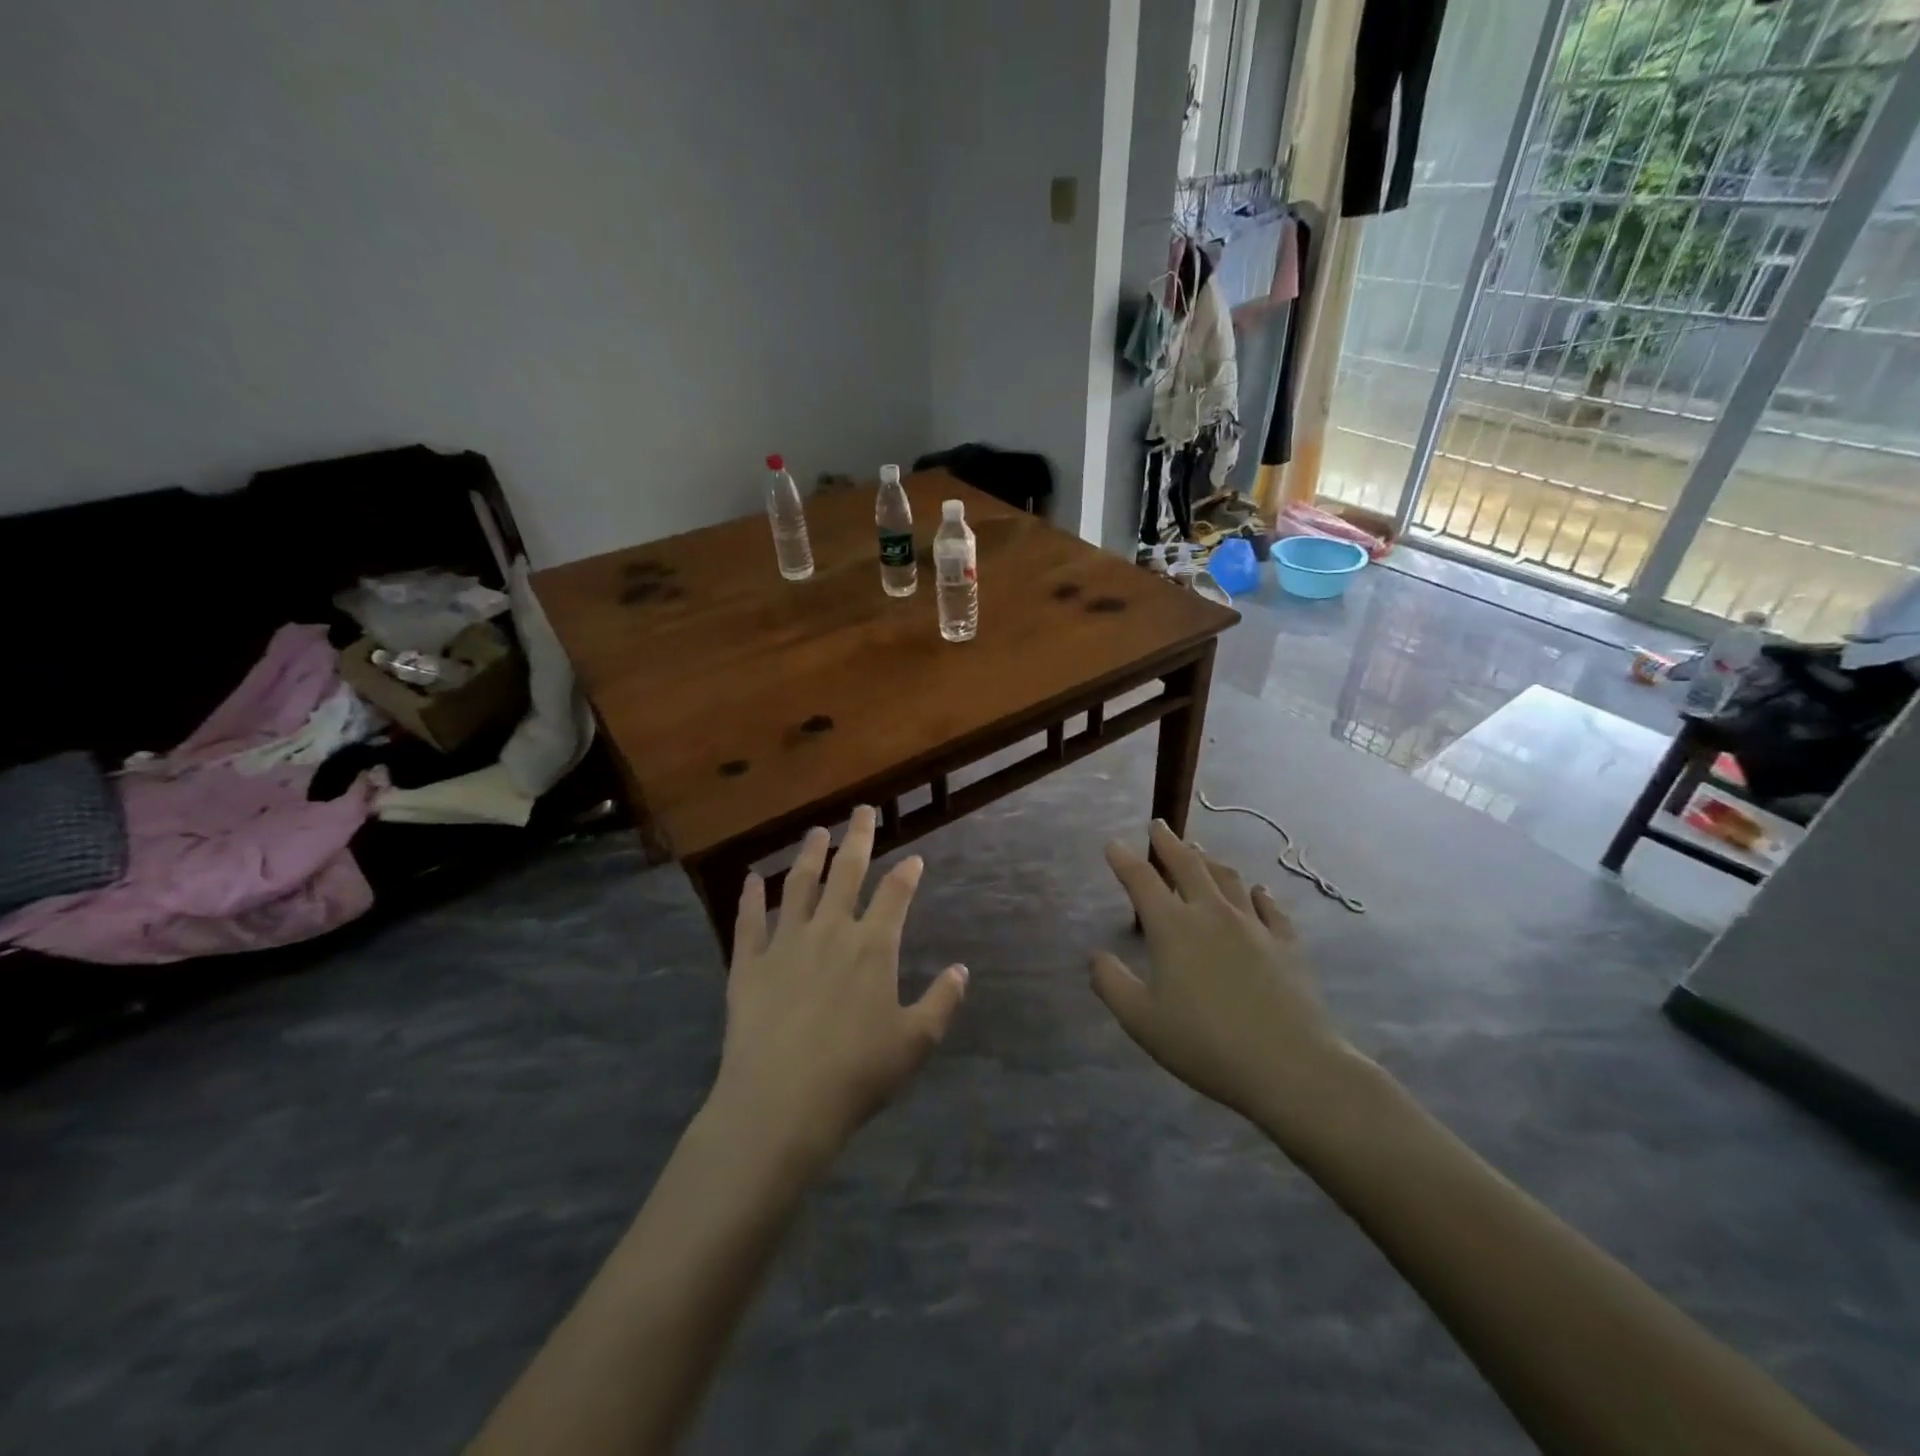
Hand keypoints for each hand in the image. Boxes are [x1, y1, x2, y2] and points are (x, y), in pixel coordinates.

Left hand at [710, 806, 968, 1165]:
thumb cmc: (856, 1074)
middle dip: (858, 838)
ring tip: (815, 832)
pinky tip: (752, 879)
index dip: (907, 874)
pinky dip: (751, 897)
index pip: (895, 894)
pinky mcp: (748, 964)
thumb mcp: (915, 1043)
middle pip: (847, 872)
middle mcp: (830, 931)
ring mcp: (785, 943)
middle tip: (862, 810)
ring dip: (809, 855)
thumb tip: (962, 969)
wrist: (781, 1103)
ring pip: (799, 885)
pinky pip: (749, 921)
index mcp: (873, 946)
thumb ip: (942, 1002)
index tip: (913, 858)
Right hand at [1092, 820, 1364, 1130]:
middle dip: (1169, 842)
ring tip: (1199, 851)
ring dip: (1208, 860)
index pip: (1141, 880)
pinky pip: (1269, 907)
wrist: (1289, 1065)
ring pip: (1227, 879)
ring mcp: (1253, 925)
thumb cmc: (1205, 1044)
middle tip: (1159, 825)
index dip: (1123, 860)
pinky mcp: (1286, 943)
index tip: (1112, 844)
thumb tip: (1095, 956)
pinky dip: (1257, 894)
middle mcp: (1212, 914)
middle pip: (1187, 866)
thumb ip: (1111, 984)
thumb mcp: (1141, 1021)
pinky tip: (1256, 891)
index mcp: (1172, 927)